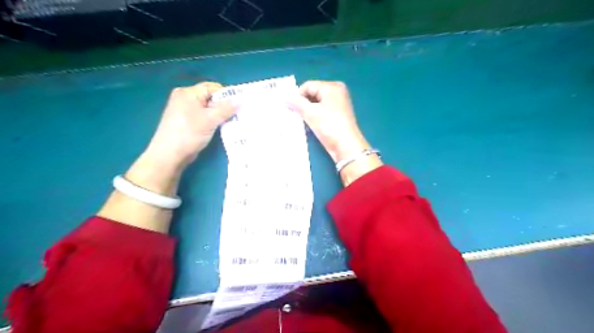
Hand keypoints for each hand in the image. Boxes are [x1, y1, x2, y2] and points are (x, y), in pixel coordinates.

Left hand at [98, 80, 234, 232]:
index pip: (214, 87)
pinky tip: (225, 131)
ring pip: (209, 111)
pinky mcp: (186, 128)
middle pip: (212, 99)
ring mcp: (184, 115)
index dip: (229, 95)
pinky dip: (215, 124)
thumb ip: (225, 110)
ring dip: (221, 117)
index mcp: (187, 94)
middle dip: (227, 107)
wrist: (164, 161)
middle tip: (243, 116)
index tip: (244, 105)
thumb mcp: (207, 122)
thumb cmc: (184, 138)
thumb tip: (241, 102)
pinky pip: (205, 120)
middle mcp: (184, 101)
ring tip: (237, 124)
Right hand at [291, 81, 369, 161]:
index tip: (289, 108)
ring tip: (300, 120)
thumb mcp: (311, 113)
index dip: (297, 96)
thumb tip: (284, 97)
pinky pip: (321, 111)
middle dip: (302, 103)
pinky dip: (314, 116)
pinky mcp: (337, 115)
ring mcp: (338, 104)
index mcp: (332, 87)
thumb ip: (297, 103)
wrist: (346, 147)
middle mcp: (337, 92)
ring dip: (307, 111)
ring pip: (316, 103)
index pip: (308, 86)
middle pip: (312, 93)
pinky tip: (309, 124)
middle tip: (294, 114)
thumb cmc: (329, 126)